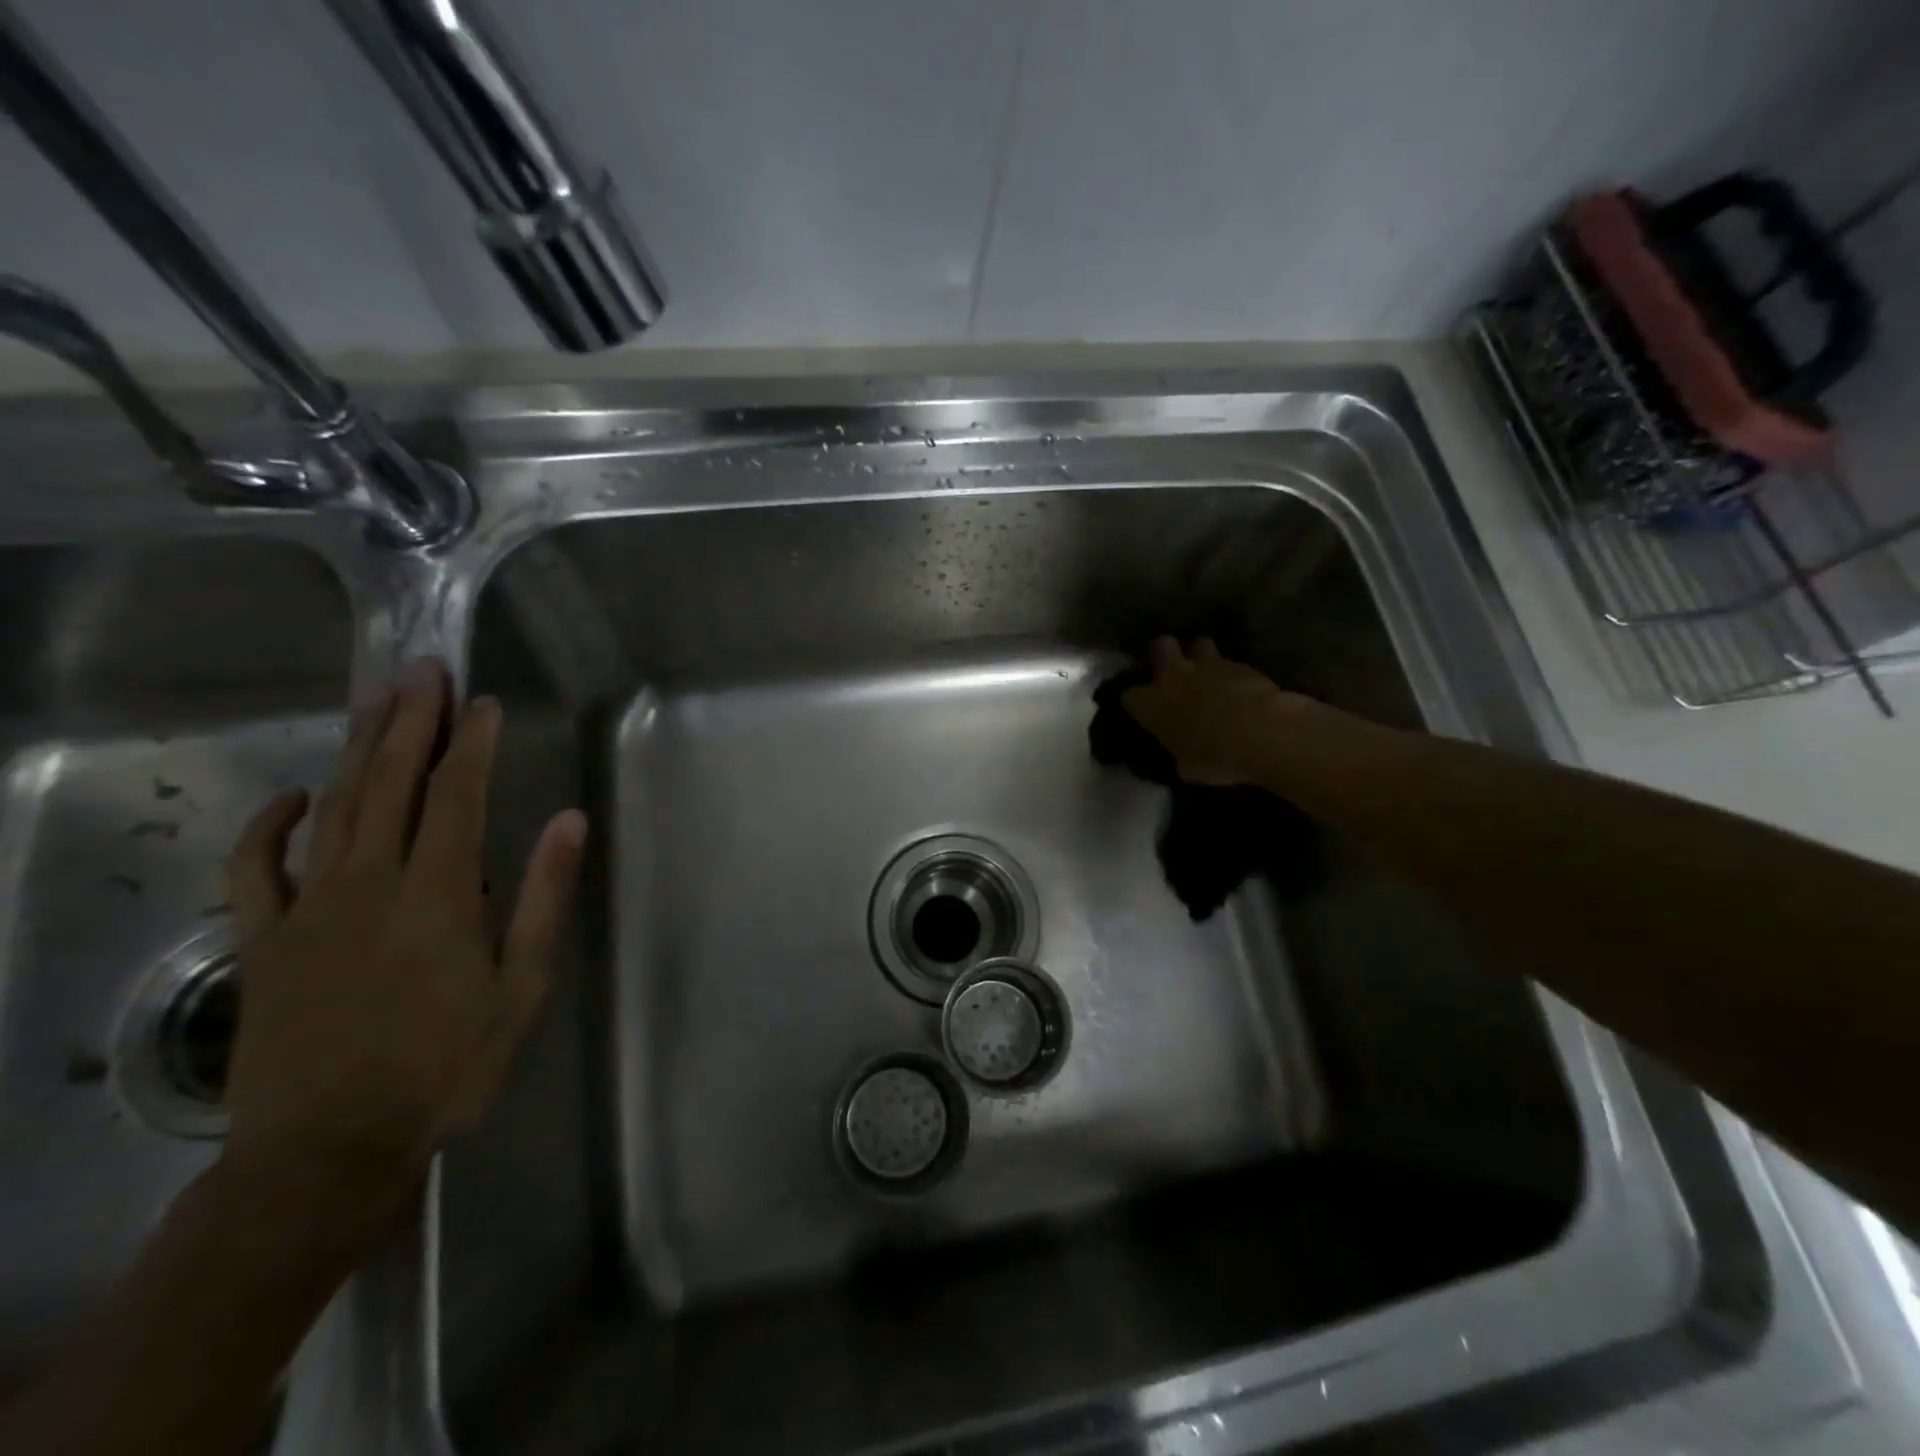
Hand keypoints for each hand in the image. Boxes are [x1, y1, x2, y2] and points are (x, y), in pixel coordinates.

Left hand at [221, 658, 585, 1214]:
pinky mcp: (264, 939)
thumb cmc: (446, 1066)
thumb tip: (567, 822)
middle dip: (409, 722)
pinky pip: (257, 869)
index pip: (456, 796)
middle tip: (421, 669)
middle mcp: (370, 883)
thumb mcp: (521, 987)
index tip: (481, 701)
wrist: (327, 1150)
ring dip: (356, 749)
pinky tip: (293, 794)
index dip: (470, 743)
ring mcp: (307, 908)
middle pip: (390, 784)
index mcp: (439, 894)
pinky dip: (269, 825)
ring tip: (374, 699)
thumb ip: (542, 898)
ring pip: (333, 807)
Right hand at [1121, 636, 1300, 786]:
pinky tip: (1241, 689)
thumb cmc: (1214, 757)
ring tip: (1209, 673)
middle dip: (1164, 654)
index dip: (1137, 703)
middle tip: (1172, 669)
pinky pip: (1231, 664)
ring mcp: (1209, 665)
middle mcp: (1175, 676)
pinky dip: (1233, 675)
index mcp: (1152, 704)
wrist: (1261, 734)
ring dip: (1201, 657)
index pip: (1129, 696)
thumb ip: (1180, 753)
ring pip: (1198, 645)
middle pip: (1160, 646)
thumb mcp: (1187, 767)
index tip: (1144, 711)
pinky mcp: (1242, 665)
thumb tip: (1183, 755)